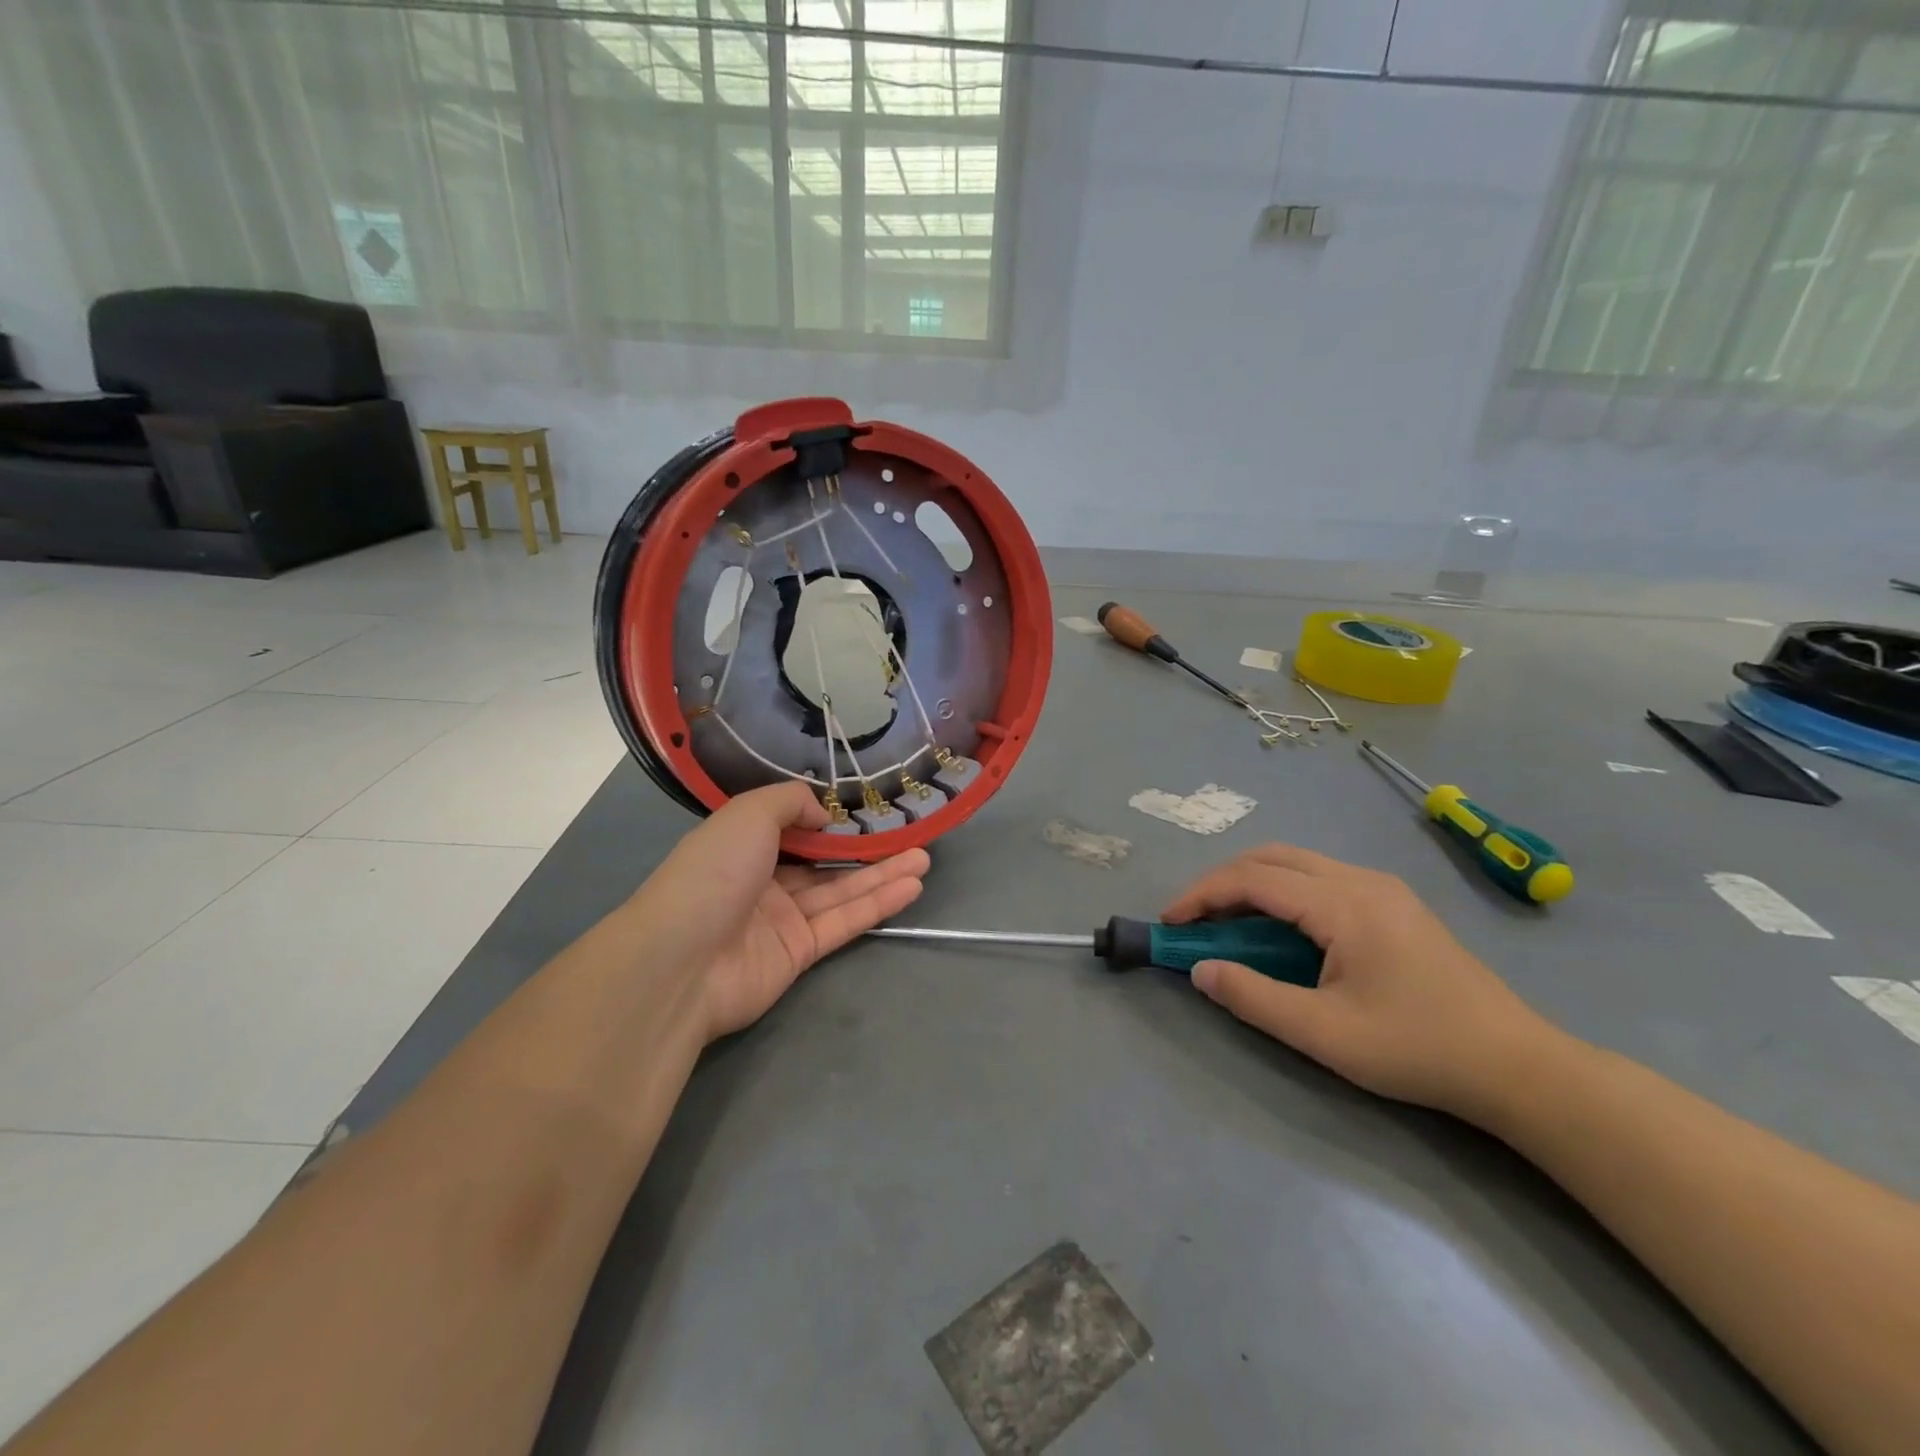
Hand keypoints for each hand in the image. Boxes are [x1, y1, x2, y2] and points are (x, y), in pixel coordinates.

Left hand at [628, 783, 928, 1041]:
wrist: (681, 962)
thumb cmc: (712, 874)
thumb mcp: (747, 815)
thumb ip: (790, 802)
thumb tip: (823, 814)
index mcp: (742, 845)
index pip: (792, 828)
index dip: (829, 821)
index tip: (866, 810)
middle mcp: (763, 880)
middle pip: (824, 861)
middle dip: (866, 849)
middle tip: (911, 836)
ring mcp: (783, 919)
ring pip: (841, 891)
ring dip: (883, 875)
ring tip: (924, 859)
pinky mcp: (800, 952)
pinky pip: (844, 922)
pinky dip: (877, 905)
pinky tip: (911, 887)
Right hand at [1163, 845, 1562, 1121]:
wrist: (1518, 1066)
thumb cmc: (1417, 1049)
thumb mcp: (1323, 1034)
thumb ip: (1253, 997)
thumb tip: (1200, 969)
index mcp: (1343, 903)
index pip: (1253, 879)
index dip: (1202, 895)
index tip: (1170, 922)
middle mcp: (1360, 880)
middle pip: (1272, 857)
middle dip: (1222, 882)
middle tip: (1194, 919)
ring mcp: (1382, 888)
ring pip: (1297, 864)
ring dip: (1252, 884)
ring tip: (1228, 923)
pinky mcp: (1394, 903)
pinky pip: (1321, 878)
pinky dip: (1283, 892)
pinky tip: (1280, 928)